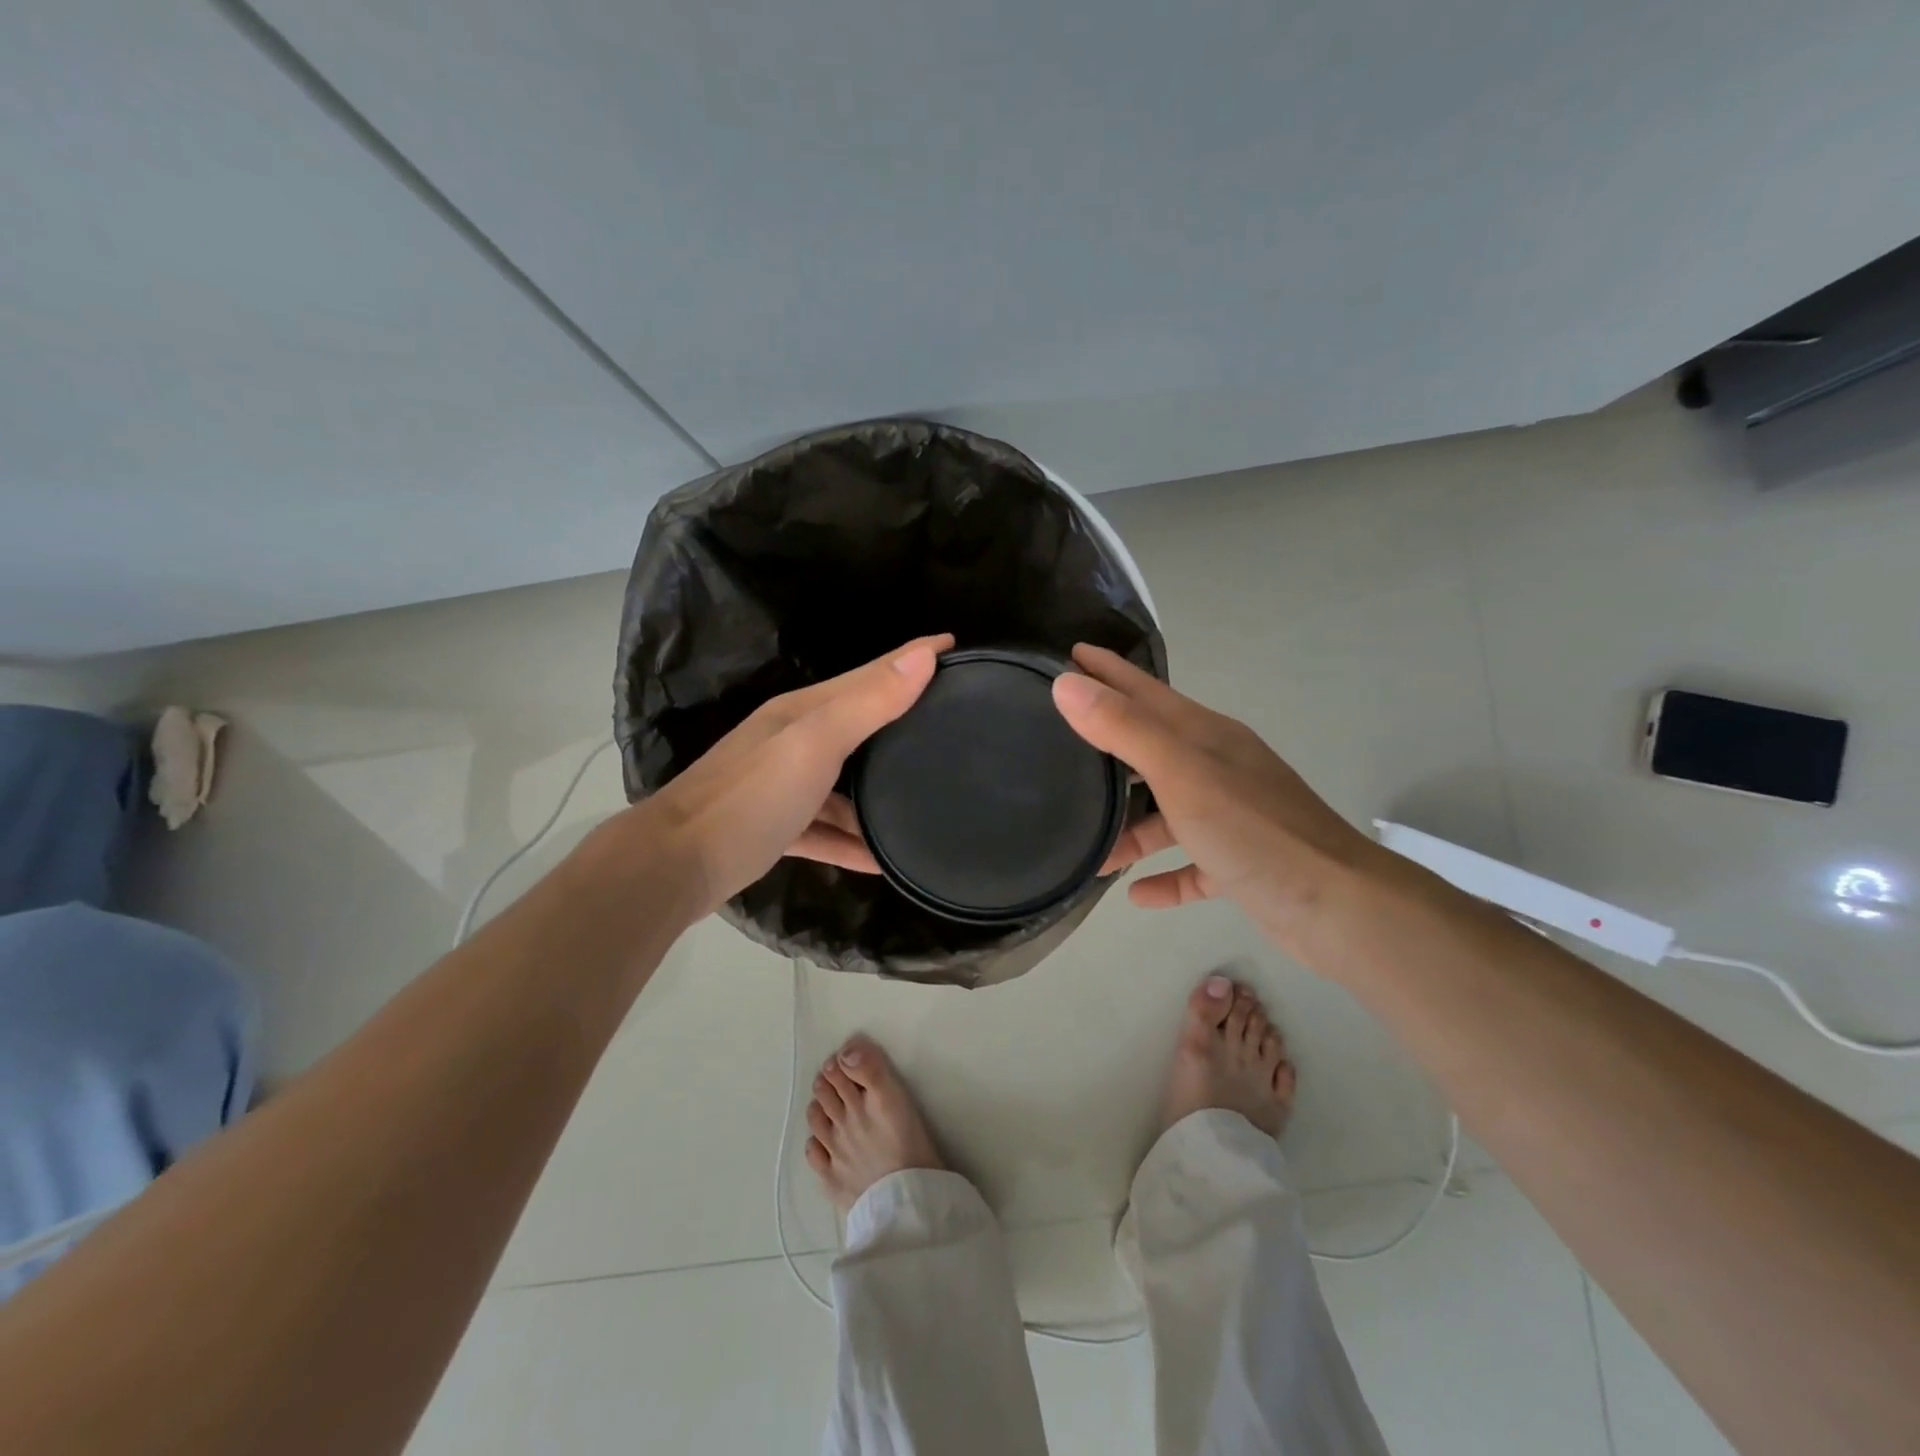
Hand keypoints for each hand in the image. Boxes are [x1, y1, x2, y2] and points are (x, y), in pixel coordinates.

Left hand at [636, 634, 951, 914]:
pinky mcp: (776, 828)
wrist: (675, 866)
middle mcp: (794, 741)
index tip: (957, 646)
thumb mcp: (815, 742)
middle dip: (903, 720)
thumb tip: (924, 654)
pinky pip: (826, 829)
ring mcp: (783, 786)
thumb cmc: (751, 797)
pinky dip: (852, 841)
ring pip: (844, 782)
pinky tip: (880, 861)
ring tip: (925, 802)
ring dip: (879, 793)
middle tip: (952, 723)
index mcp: (804, 711)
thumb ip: (868, 702)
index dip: (913, 656)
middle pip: (860, 724)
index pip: (870, 673)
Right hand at [1053, 644, 1381, 942]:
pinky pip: (1191, 864)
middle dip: (1107, 743)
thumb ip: (1124, 728)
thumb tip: (1066, 684)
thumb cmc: (1253, 829)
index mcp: (1205, 736)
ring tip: (1086, 845)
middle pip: (1151, 747)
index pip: (1145, 690)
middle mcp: (1217, 767)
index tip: (1069, 653)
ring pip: (1166, 812)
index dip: (1107, 671)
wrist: (1337, 906)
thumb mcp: (1181, 773)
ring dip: (1128, 827)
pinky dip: (1165, 875)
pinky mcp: (1239, 863)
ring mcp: (1230, 815)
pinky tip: (1137, 894)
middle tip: (1059, 740)